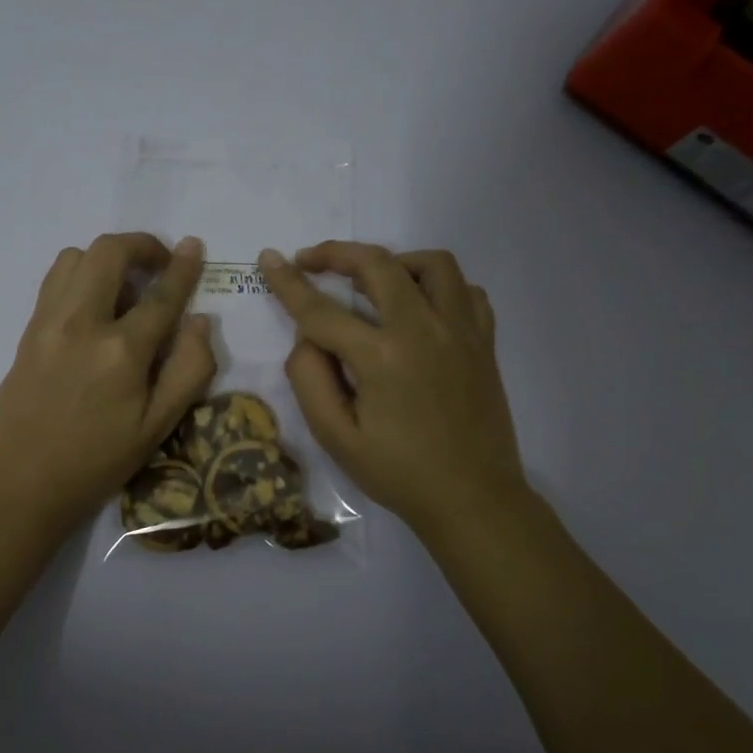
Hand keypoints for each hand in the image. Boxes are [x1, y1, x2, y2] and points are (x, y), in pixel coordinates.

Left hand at [0, 233, 216, 534]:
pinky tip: (92, 306)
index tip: (194, 246)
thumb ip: (189, 371)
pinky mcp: (27, 332)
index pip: (160, 294)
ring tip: (123, 287)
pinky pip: (53, 281)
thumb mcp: (157, 428)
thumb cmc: (96, 463)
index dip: (183, 267)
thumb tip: (200, 321)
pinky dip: (79, 275)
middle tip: (159, 264)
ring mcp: (47, 323)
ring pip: (75, 257)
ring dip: (106, 258)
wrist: (20, 485)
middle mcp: (82, 323)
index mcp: (121, 351)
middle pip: (108, 252)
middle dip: (140, 245)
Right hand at [259, 242, 529, 540]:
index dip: (289, 282)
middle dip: (337, 253)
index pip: (322, 310)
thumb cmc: (398, 473)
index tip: (268, 258)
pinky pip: (466, 290)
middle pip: (378, 265)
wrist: (472, 498)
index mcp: (381, 357)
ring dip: (394, 260)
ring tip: (371, 279)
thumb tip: (307, 338)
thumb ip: (310, 379)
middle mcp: (424, 330)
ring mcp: (461, 331)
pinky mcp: (485, 341)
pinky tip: (419, 304)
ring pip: (433, 264)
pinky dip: (438, 285)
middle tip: (310, 260)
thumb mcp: (336, 438)